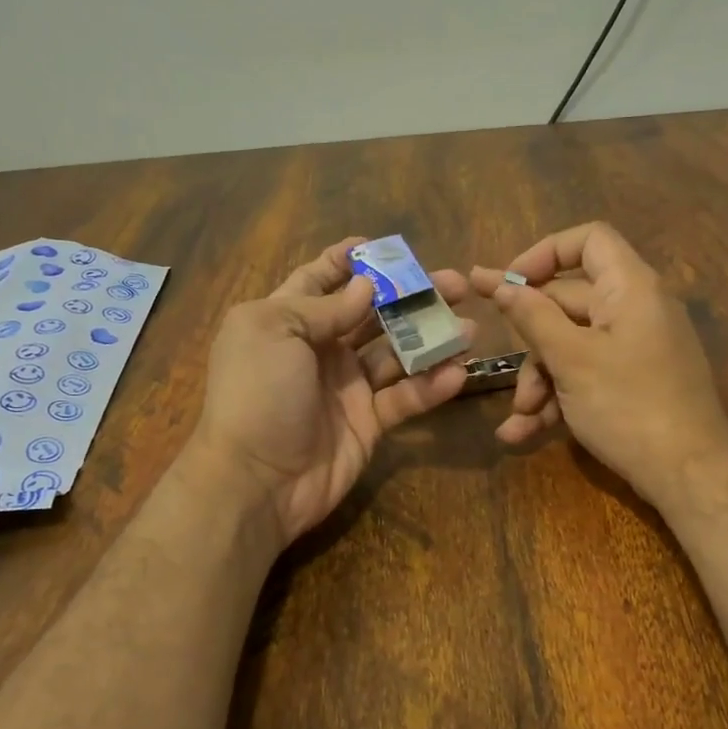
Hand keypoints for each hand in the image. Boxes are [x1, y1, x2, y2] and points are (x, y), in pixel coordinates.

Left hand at [191, 238, 472, 543]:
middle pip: (372, 312)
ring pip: (398, 353)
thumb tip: (367, 286)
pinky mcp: (369, 421)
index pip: (319, 279)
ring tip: (470, 325)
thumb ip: (324, 306)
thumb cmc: (257, 394)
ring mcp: (347, 386)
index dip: (348, 261)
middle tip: (456, 283)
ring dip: (433, 338)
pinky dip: (431, 386)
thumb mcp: (273, 331)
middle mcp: (320, 348)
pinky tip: (458, 372)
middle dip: (411, 294)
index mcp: (287, 320)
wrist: (257, 481)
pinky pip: (405, 397)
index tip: (385, 247)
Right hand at [468, 222, 727, 508]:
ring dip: (539, 381)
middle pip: (569, 302)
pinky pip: (589, 373)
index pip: (588, 240)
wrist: (690, 475)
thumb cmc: (629, 406)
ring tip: (518, 420)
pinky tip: (526, 432)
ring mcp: (637, 348)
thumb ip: (531, 316)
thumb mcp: (571, 360)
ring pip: (573, 345)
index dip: (544, 253)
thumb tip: (497, 282)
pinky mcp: (636, 382)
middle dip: (531, 343)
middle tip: (505, 375)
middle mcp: (637, 309)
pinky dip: (559, 397)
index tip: (506, 284)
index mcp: (631, 287)